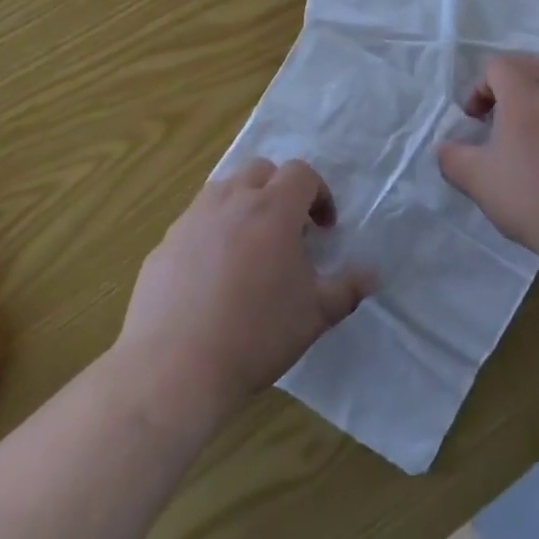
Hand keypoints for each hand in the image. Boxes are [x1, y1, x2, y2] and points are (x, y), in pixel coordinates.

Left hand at [117, 159, 374, 423]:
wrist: (175, 368)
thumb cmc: (256, 334)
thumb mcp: (314, 314)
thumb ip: (347, 288)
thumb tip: (374, 275)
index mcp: (272, 209)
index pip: (300, 172)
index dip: (319, 194)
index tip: (323, 229)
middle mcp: (230, 201)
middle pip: (260, 171)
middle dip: (279, 191)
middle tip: (287, 232)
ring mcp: (192, 219)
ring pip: (223, 191)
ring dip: (243, 207)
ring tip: (250, 250)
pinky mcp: (164, 243)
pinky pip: (195, 223)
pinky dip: (211, 234)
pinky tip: (212, 278)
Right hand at [437, 54, 538, 265]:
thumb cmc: (537, 200)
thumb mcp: (479, 182)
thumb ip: (453, 158)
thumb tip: (447, 148)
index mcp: (525, 89)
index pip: (497, 66)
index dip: (479, 88)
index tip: (475, 121)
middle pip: (531, 65)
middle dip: (510, 86)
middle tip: (502, 121)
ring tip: (538, 128)